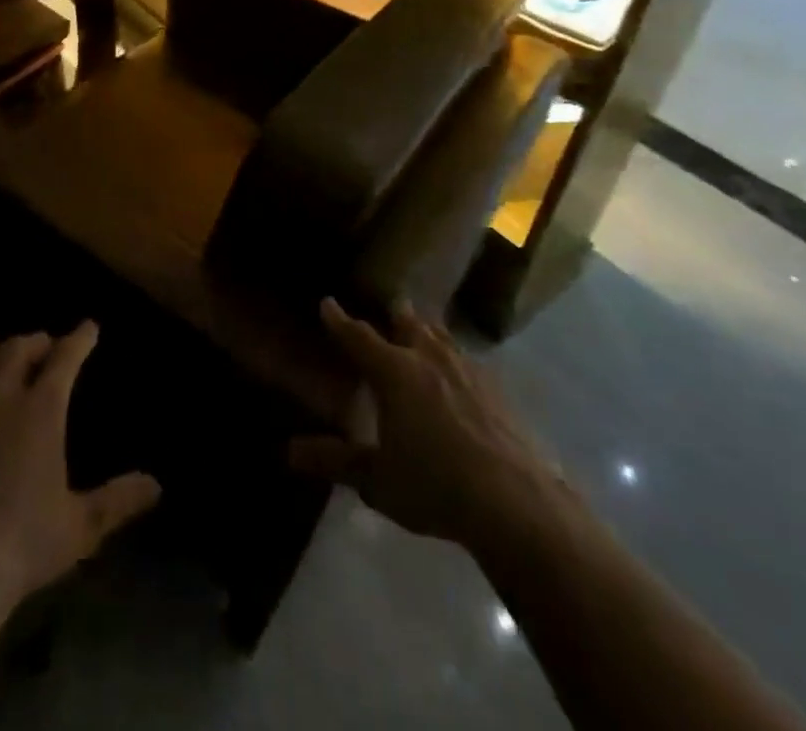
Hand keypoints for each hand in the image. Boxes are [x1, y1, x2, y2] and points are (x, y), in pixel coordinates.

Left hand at [0, 322, 160, 611]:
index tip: (89, 327)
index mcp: (41, 410)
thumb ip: (118, 500)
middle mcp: (0, 395)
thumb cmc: (21, 545)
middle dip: (36, 341)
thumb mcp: (80, 527)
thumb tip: (156, 484)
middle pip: (18, 348)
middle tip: (46, 346)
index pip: (65, 357)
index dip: (79, 339)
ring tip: (3, 364)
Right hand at [289, 299, 566, 551]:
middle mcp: (429, 358)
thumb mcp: (377, 480)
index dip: (339, 320)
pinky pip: (469, 361)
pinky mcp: (499, 391)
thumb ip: (334, 461)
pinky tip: (462, 377)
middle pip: (408, 323)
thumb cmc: (435, 486)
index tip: (327, 303)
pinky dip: (456, 360)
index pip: (358, 336)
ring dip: (428, 331)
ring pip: (442, 336)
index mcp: (394, 372)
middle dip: (395, 316)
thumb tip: (289, 452)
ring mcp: (468, 371)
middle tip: (389, 311)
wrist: (517, 503)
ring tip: (424, 333)